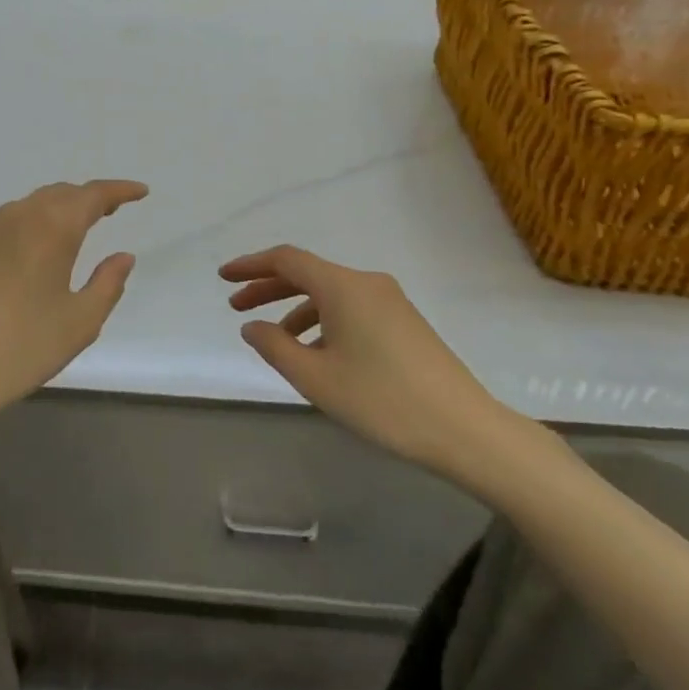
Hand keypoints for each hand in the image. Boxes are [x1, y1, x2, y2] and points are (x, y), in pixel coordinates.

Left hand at [0, 180, 147, 442]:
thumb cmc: (20, 348)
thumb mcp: (79, 323)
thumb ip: (107, 284)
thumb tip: (122, 256)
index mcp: (51, 228)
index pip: (92, 195)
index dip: (119, 190)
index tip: (140, 193)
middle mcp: (14, 218)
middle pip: (56, 195)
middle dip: (85, 199)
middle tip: (108, 211)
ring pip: (23, 210)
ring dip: (50, 214)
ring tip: (65, 234)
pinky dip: (18, 236)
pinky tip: (17, 264)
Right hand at [220, 245, 538, 492]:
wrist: (464, 429)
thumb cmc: (382, 401)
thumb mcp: (316, 378)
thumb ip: (275, 346)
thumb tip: (252, 326)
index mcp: (343, 286)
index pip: (286, 260)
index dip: (250, 266)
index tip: (223, 278)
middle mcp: (367, 283)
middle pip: (307, 273)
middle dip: (268, 288)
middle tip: (236, 307)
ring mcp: (390, 301)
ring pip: (329, 293)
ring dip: (295, 308)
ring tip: (274, 340)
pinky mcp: (404, 322)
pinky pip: (351, 308)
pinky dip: (323, 321)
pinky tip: (317, 353)